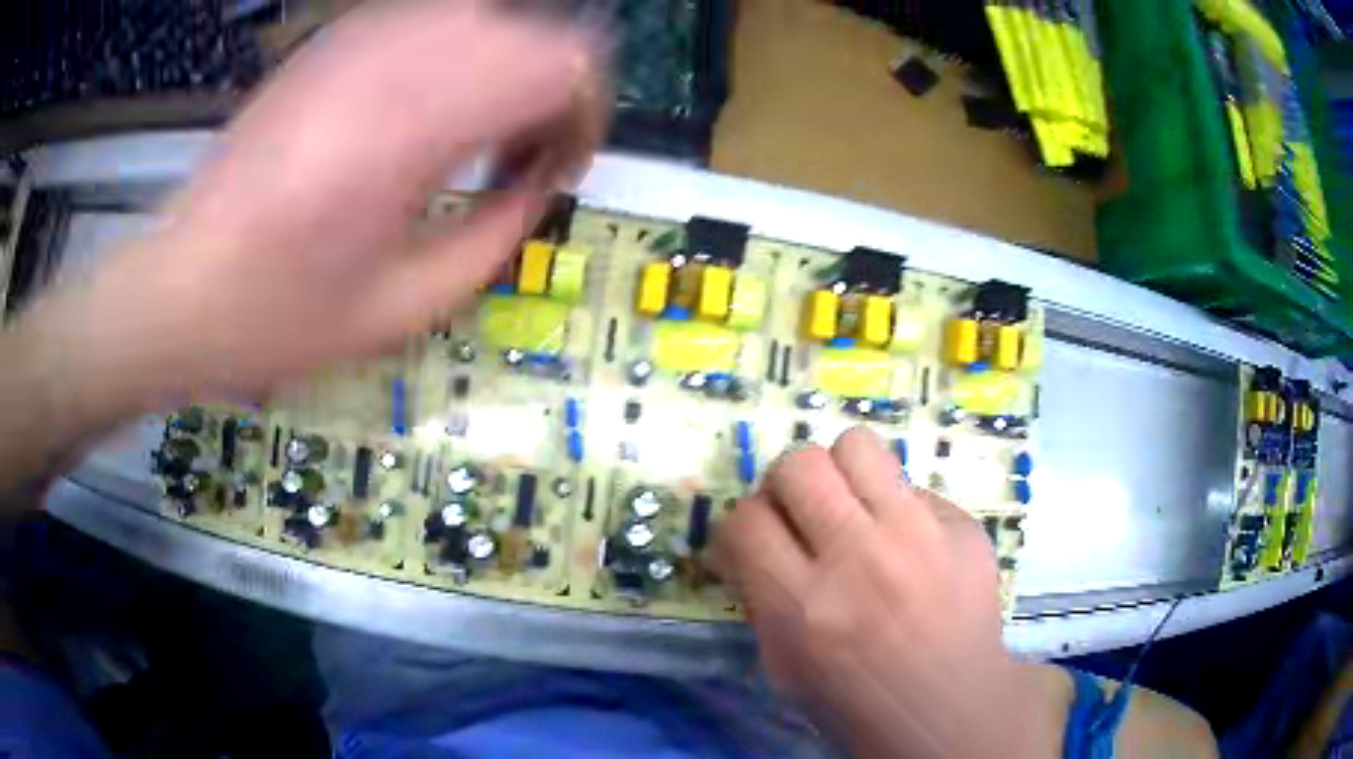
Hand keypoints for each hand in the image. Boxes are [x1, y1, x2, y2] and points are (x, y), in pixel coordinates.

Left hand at [27, 1, 605, 410]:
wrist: (180, 287)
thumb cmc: (282, 313)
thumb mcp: (408, 305)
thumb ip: (501, 232)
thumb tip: (541, 183)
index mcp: (419, 118)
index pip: (565, 64)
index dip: (586, 115)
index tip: (559, 171)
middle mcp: (400, 51)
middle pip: (540, 32)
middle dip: (554, 94)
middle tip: (518, 161)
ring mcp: (363, 33)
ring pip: (493, 17)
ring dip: (506, 72)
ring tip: (470, 138)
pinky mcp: (336, 37)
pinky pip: (436, 20)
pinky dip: (459, 58)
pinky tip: (421, 114)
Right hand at [716, 427, 1057, 756]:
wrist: (951, 708)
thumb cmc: (859, 702)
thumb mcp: (785, 669)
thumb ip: (761, 600)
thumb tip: (749, 546)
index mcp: (804, 606)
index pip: (745, 520)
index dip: (739, 527)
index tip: (751, 543)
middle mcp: (860, 557)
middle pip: (799, 465)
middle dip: (786, 486)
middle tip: (800, 514)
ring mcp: (919, 533)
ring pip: (857, 446)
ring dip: (841, 474)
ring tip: (851, 507)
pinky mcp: (962, 525)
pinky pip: (911, 484)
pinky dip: (896, 506)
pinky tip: (906, 542)